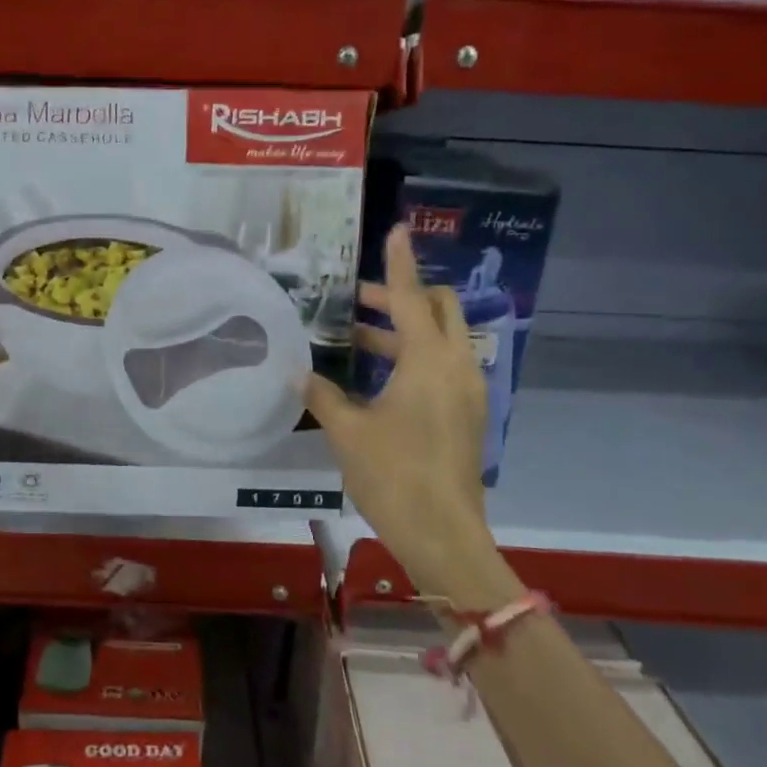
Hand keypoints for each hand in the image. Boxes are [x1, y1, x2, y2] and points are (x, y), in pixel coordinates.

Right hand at [304, 227, 518, 604]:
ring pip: (440, 340)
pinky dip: (414, 358)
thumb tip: (299, 374)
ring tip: (356, 339)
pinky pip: (443, 367)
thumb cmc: (393, 475)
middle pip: (438, 309)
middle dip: (401, 296)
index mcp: (429, 360)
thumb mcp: (347, 432)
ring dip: (403, 331)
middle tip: (356, 301)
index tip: (395, 230)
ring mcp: (467, 392)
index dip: (398, 263)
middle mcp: (456, 366)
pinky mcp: (467, 415)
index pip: (410, 297)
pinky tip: (378, 379)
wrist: (443, 535)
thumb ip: (323, 396)